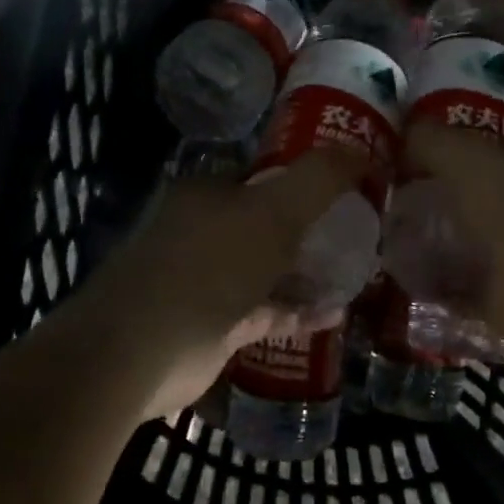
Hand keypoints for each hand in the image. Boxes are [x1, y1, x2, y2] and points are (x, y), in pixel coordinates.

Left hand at [45, 151, 366, 421]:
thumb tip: (362, 153)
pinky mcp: (214, 325)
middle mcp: (202, 231)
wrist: (141, 350)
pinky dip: (297, 311)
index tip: (347, 189)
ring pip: (266, 268)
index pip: (262, 174)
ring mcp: (206, 280)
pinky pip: (265, 311)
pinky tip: (336, 314)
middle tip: (358, 232)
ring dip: (306, 272)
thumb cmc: (210, 265)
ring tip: (355, 272)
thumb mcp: (274, 210)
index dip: (305, 178)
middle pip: (266, 222)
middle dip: (309, 228)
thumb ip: (319, 178)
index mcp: (207, 193)